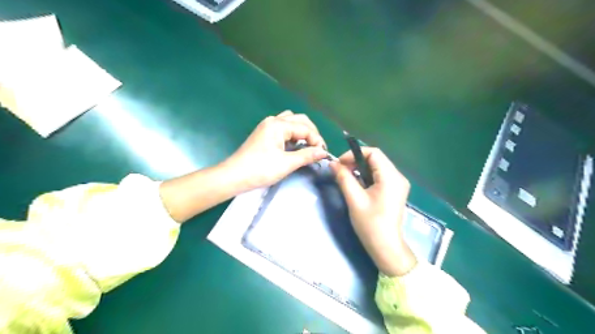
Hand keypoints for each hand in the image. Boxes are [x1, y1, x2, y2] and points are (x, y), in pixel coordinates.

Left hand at [223, 111, 326, 191]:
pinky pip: (283, 128)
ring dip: (302, 131)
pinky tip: (295, 145)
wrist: (234, 176)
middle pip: (299, 120)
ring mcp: (267, 126)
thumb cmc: (260, 170)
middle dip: (311, 133)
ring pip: (291, 122)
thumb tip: (323, 152)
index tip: (323, 153)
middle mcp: (273, 120)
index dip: (317, 140)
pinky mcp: (264, 133)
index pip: (305, 128)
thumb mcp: (287, 163)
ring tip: (308, 145)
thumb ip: (307, 155)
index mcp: (279, 125)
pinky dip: (292, 134)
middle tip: (317, 148)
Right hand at [330, 147, 416, 276]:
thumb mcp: (354, 199)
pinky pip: (380, 176)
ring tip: (347, 177)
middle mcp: (398, 177)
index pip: (373, 153)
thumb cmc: (370, 224)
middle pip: (376, 159)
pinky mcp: (395, 191)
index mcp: (391, 177)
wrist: (386, 247)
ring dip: (360, 168)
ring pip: (377, 167)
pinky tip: (357, 184)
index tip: (340, 163)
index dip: (354, 154)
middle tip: (341, 170)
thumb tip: (333, 163)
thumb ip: (344, 178)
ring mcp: (398, 184)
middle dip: (356, 161)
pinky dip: (367, 176)